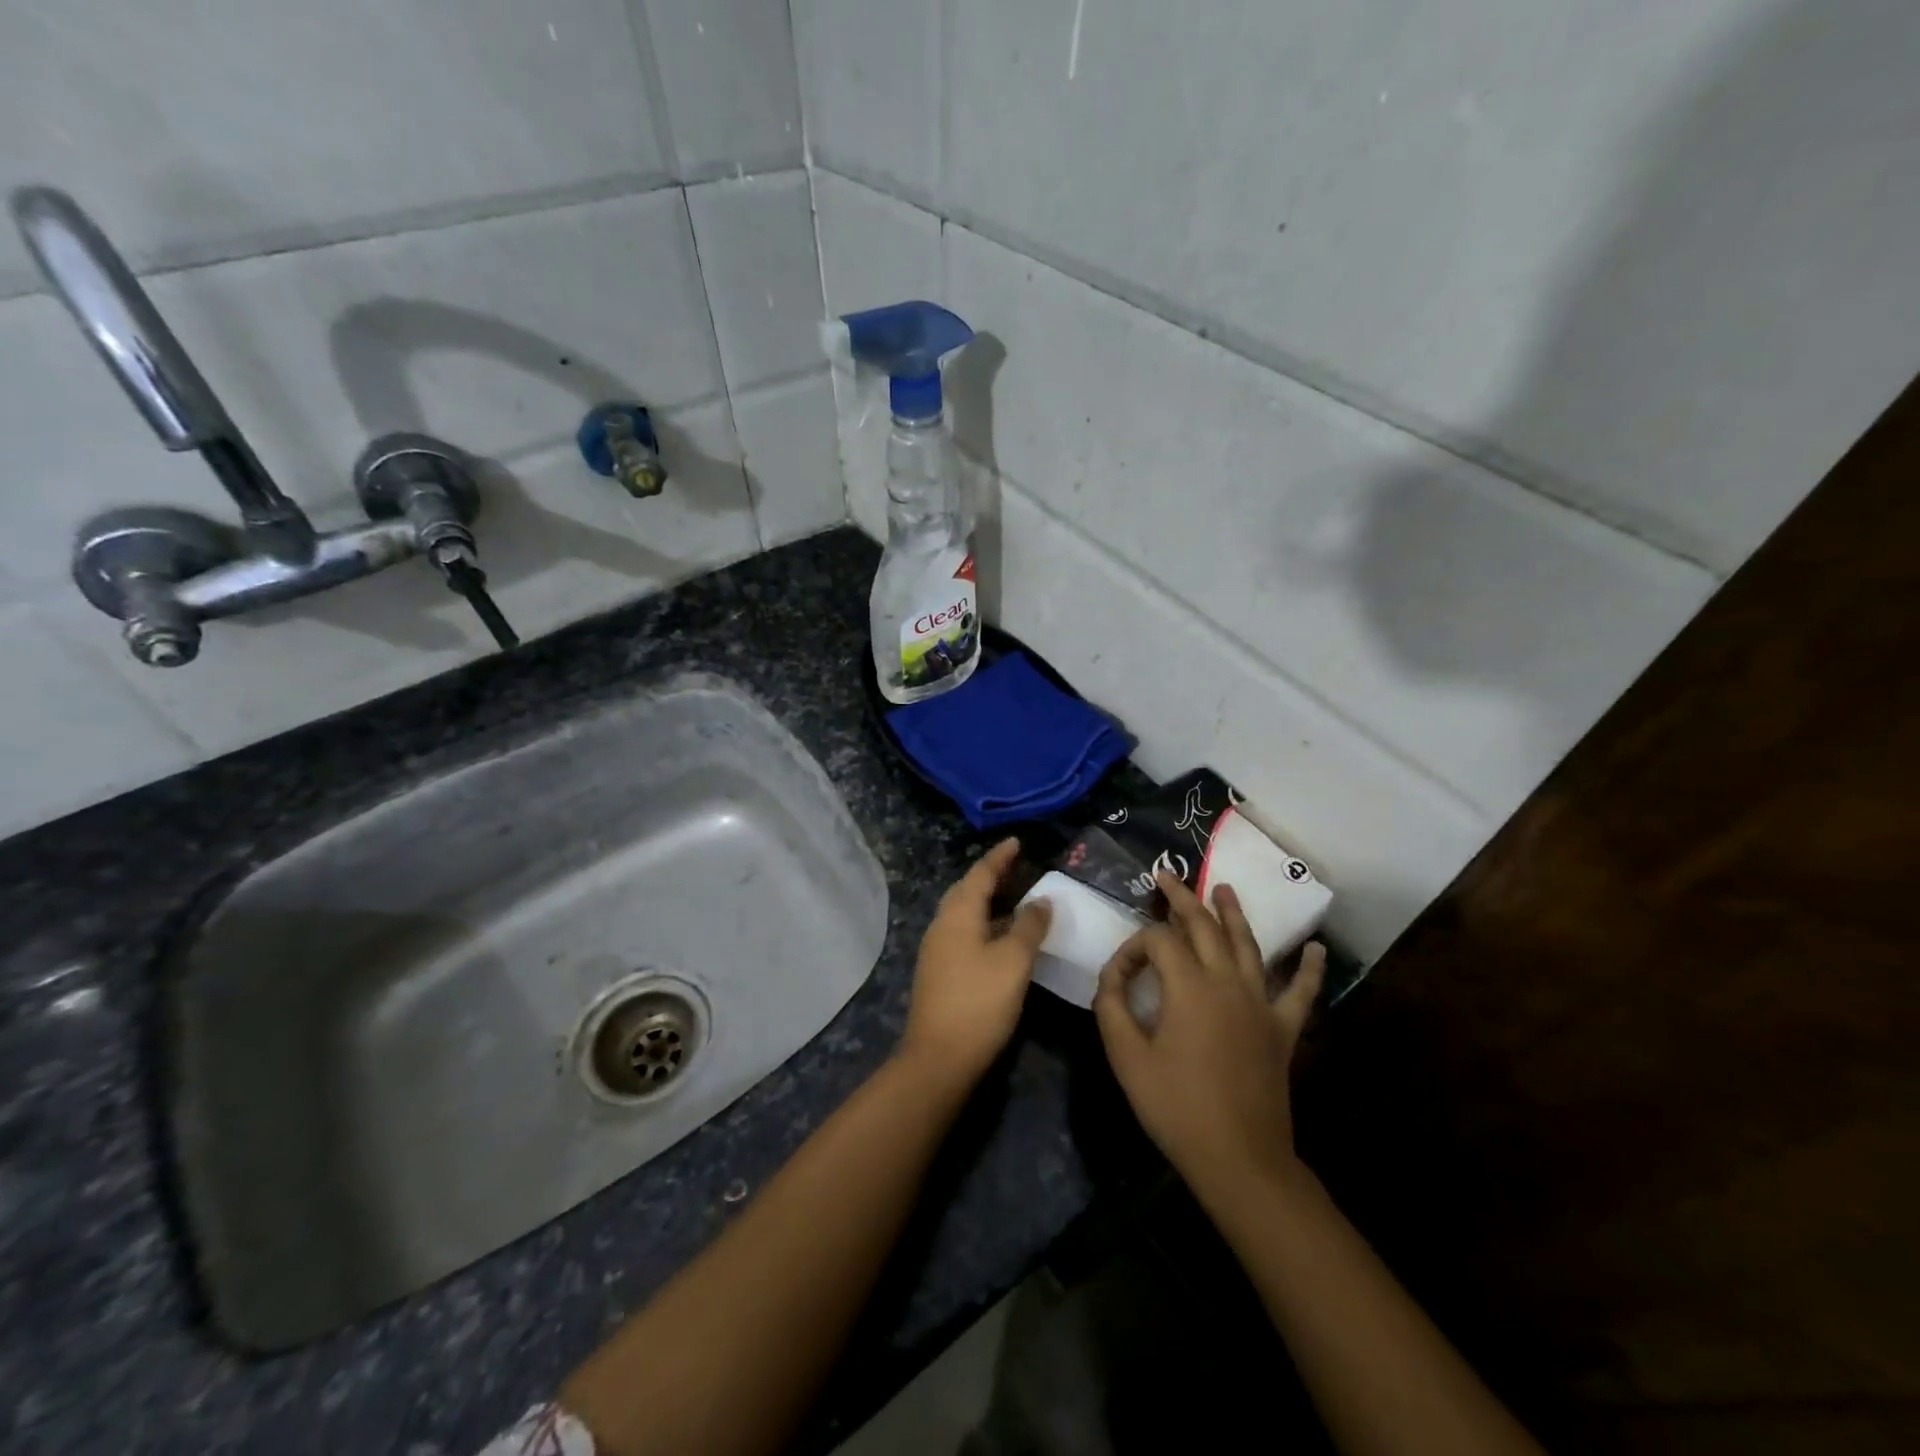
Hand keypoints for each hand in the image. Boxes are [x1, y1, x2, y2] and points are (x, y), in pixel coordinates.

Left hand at [901, 838, 1052, 1084]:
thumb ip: (1029, 926)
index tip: (1016, 842)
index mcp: (957, 915)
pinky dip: (983, 924)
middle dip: (990, 876)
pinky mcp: (939, 971)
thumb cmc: (980, 1002)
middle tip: (1016, 867)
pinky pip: (963, 932)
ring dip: (986, 901)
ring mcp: (937, 950)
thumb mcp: (1014, 961)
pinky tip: (1000, 936)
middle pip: (966, 890)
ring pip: (963, 913)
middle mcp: (942, 925)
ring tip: (1014, 898)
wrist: (940, 1057)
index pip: (980, 874)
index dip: (999, 857)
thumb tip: (1041, 900)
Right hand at [1093, 873, 1324, 1202]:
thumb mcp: (1126, 1056)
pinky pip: (1300, 992)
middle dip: (1182, 898)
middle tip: (1167, 875)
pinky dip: (1309, 968)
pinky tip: (1317, 949)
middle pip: (1204, 927)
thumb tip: (1113, 976)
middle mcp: (1227, 981)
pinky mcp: (1283, 1029)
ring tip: (1224, 888)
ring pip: (1248, 945)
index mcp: (1189, 986)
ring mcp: (1261, 1003)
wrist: (1239, 1158)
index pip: (1157, 941)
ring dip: (1234, 914)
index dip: (1132, 948)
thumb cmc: (1176, 1106)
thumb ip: (1113, 1006)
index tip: (1117, 976)